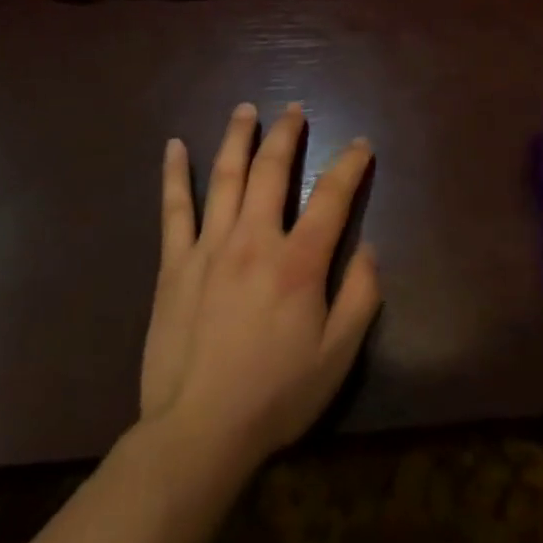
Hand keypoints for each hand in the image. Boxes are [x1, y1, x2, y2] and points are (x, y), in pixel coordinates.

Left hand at [140, 103, 381, 474]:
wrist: (197, 433)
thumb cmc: (275, 395)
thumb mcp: (338, 356)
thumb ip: (361, 297)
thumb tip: (368, 248)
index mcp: (299, 262)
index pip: (331, 196)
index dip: (350, 164)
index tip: (360, 144)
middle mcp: (254, 240)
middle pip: (272, 171)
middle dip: (287, 134)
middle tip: (295, 110)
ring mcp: (209, 248)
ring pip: (225, 176)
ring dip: (238, 138)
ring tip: (246, 110)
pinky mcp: (175, 265)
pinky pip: (175, 209)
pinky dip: (175, 174)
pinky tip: (175, 146)